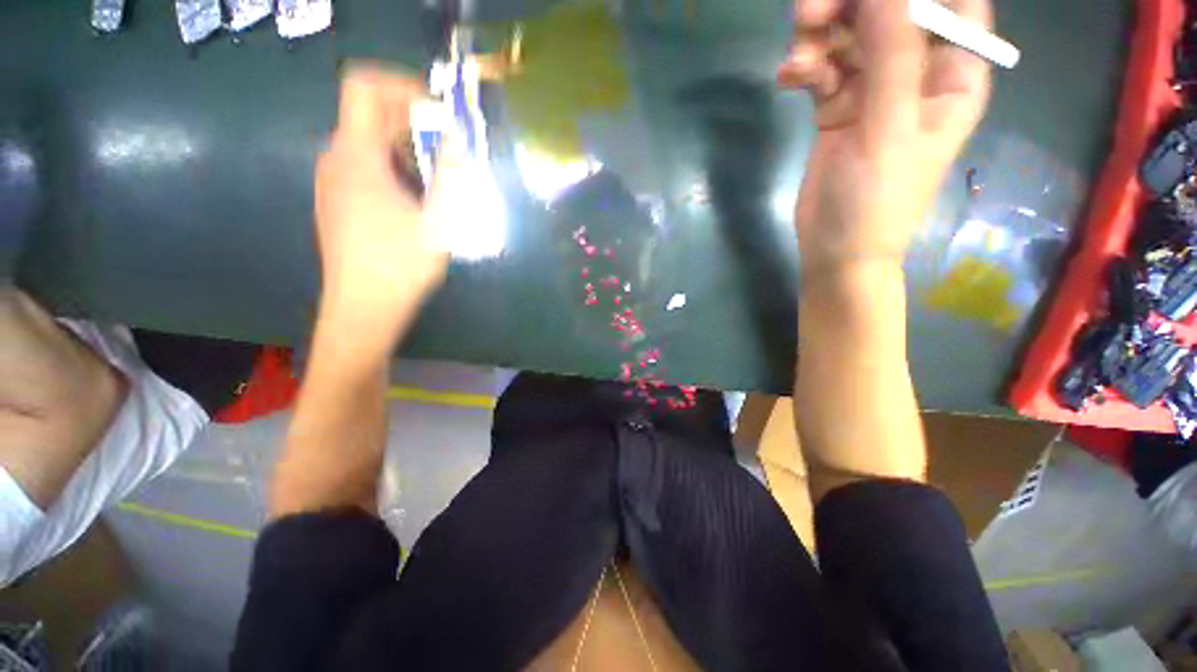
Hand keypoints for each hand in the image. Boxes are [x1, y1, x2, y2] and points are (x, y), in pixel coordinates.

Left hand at [315, 64, 456, 334]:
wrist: (363, 308)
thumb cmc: (400, 265)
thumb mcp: (438, 220)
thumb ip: (449, 175)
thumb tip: (458, 141)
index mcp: (356, 156)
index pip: (364, 87)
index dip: (401, 85)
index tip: (438, 110)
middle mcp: (337, 159)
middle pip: (370, 115)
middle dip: (414, 121)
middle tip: (452, 148)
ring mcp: (334, 182)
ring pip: (371, 143)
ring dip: (408, 148)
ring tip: (441, 177)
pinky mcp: (339, 202)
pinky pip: (366, 167)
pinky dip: (396, 167)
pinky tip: (419, 198)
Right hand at [778, 0, 990, 273]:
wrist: (835, 250)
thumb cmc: (876, 201)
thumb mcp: (888, 129)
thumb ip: (891, 56)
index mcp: (952, 72)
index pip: (951, 1)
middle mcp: (916, 71)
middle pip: (890, 10)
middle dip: (849, 5)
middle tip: (808, 15)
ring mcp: (874, 88)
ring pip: (850, 34)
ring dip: (818, 38)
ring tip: (796, 62)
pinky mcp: (838, 106)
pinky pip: (823, 68)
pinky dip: (805, 68)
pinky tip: (788, 82)